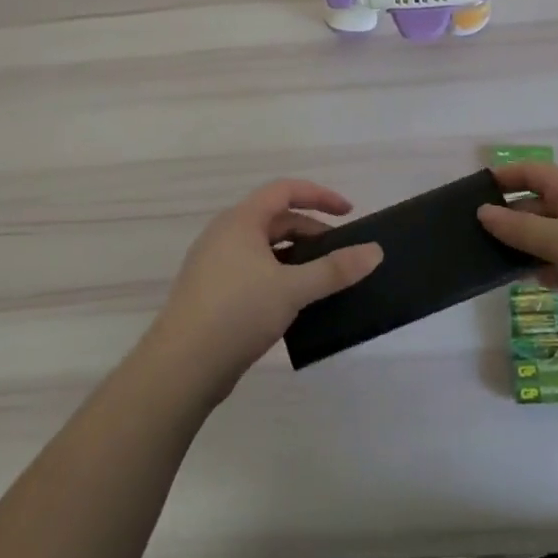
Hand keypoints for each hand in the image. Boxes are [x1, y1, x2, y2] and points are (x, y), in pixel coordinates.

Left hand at [143, 179, 382, 400]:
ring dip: (296, 258)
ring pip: (264, 249)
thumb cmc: (237, 312)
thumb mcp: (293, 288)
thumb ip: (335, 269)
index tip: (349, 213)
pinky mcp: (211, 293)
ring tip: (322, 280)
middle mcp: (224, 234)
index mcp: (240, 221)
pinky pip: (253, 271)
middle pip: (276, 219)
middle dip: (311, 232)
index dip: (320, 196)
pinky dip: (279, 277)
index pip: (285, 190)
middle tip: (340, 255)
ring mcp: (215, 264)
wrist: (181, 367)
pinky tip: (294, 304)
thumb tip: (375, 251)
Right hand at [476, 162, 557, 349]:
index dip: (500, 179)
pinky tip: (512, 281)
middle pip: (532, 207)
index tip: (467, 193)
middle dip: (503, 219)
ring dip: (518, 248)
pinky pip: (556, 265)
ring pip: (543, 239)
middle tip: (463, 237)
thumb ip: (518, 229)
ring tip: (478, 260)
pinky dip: (537, 270)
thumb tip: (482, 211)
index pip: (528, 173)